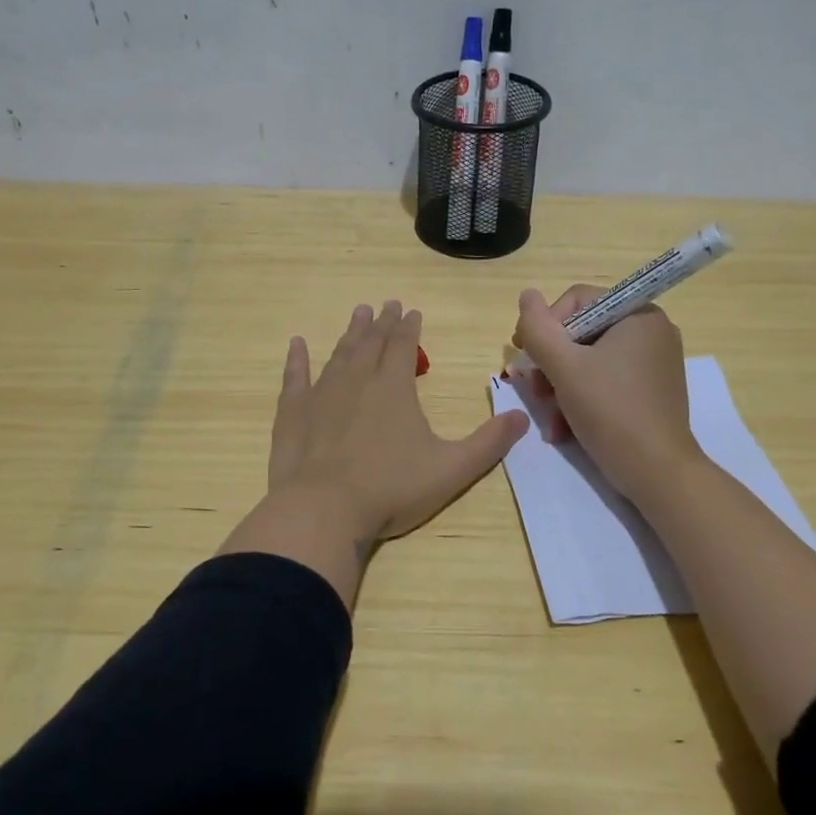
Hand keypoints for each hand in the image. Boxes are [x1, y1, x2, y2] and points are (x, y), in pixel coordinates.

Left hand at [268, 300, 529, 542]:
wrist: (323, 510)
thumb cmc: (391, 489)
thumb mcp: (451, 469)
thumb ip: (488, 443)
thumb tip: (522, 418)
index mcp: (394, 388)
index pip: (403, 346)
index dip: (409, 327)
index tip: (411, 310)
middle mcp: (357, 380)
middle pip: (371, 342)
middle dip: (381, 322)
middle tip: (385, 304)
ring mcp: (321, 394)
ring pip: (338, 354)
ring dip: (350, 333)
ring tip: (357, 314)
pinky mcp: (293, 413)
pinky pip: (295, 377)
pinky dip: (296, 359)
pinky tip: (296, 344)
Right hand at [512, 286, 704, 504]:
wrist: (657, 473)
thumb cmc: (611, 411)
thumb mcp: (564, 366)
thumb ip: (539, 328)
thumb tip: (527, 294)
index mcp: (638, 314)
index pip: (577, 301)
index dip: (545, 326)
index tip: (525, 358)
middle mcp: (651, 331)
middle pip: (582, 332)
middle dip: (552, 364)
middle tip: (535, 392)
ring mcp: (654, 362)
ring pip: (590, 360)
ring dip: (561, 386)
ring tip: (549, 416)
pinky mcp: (651, 390)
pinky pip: (606, 380)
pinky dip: (582, 398)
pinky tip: (564, 427)